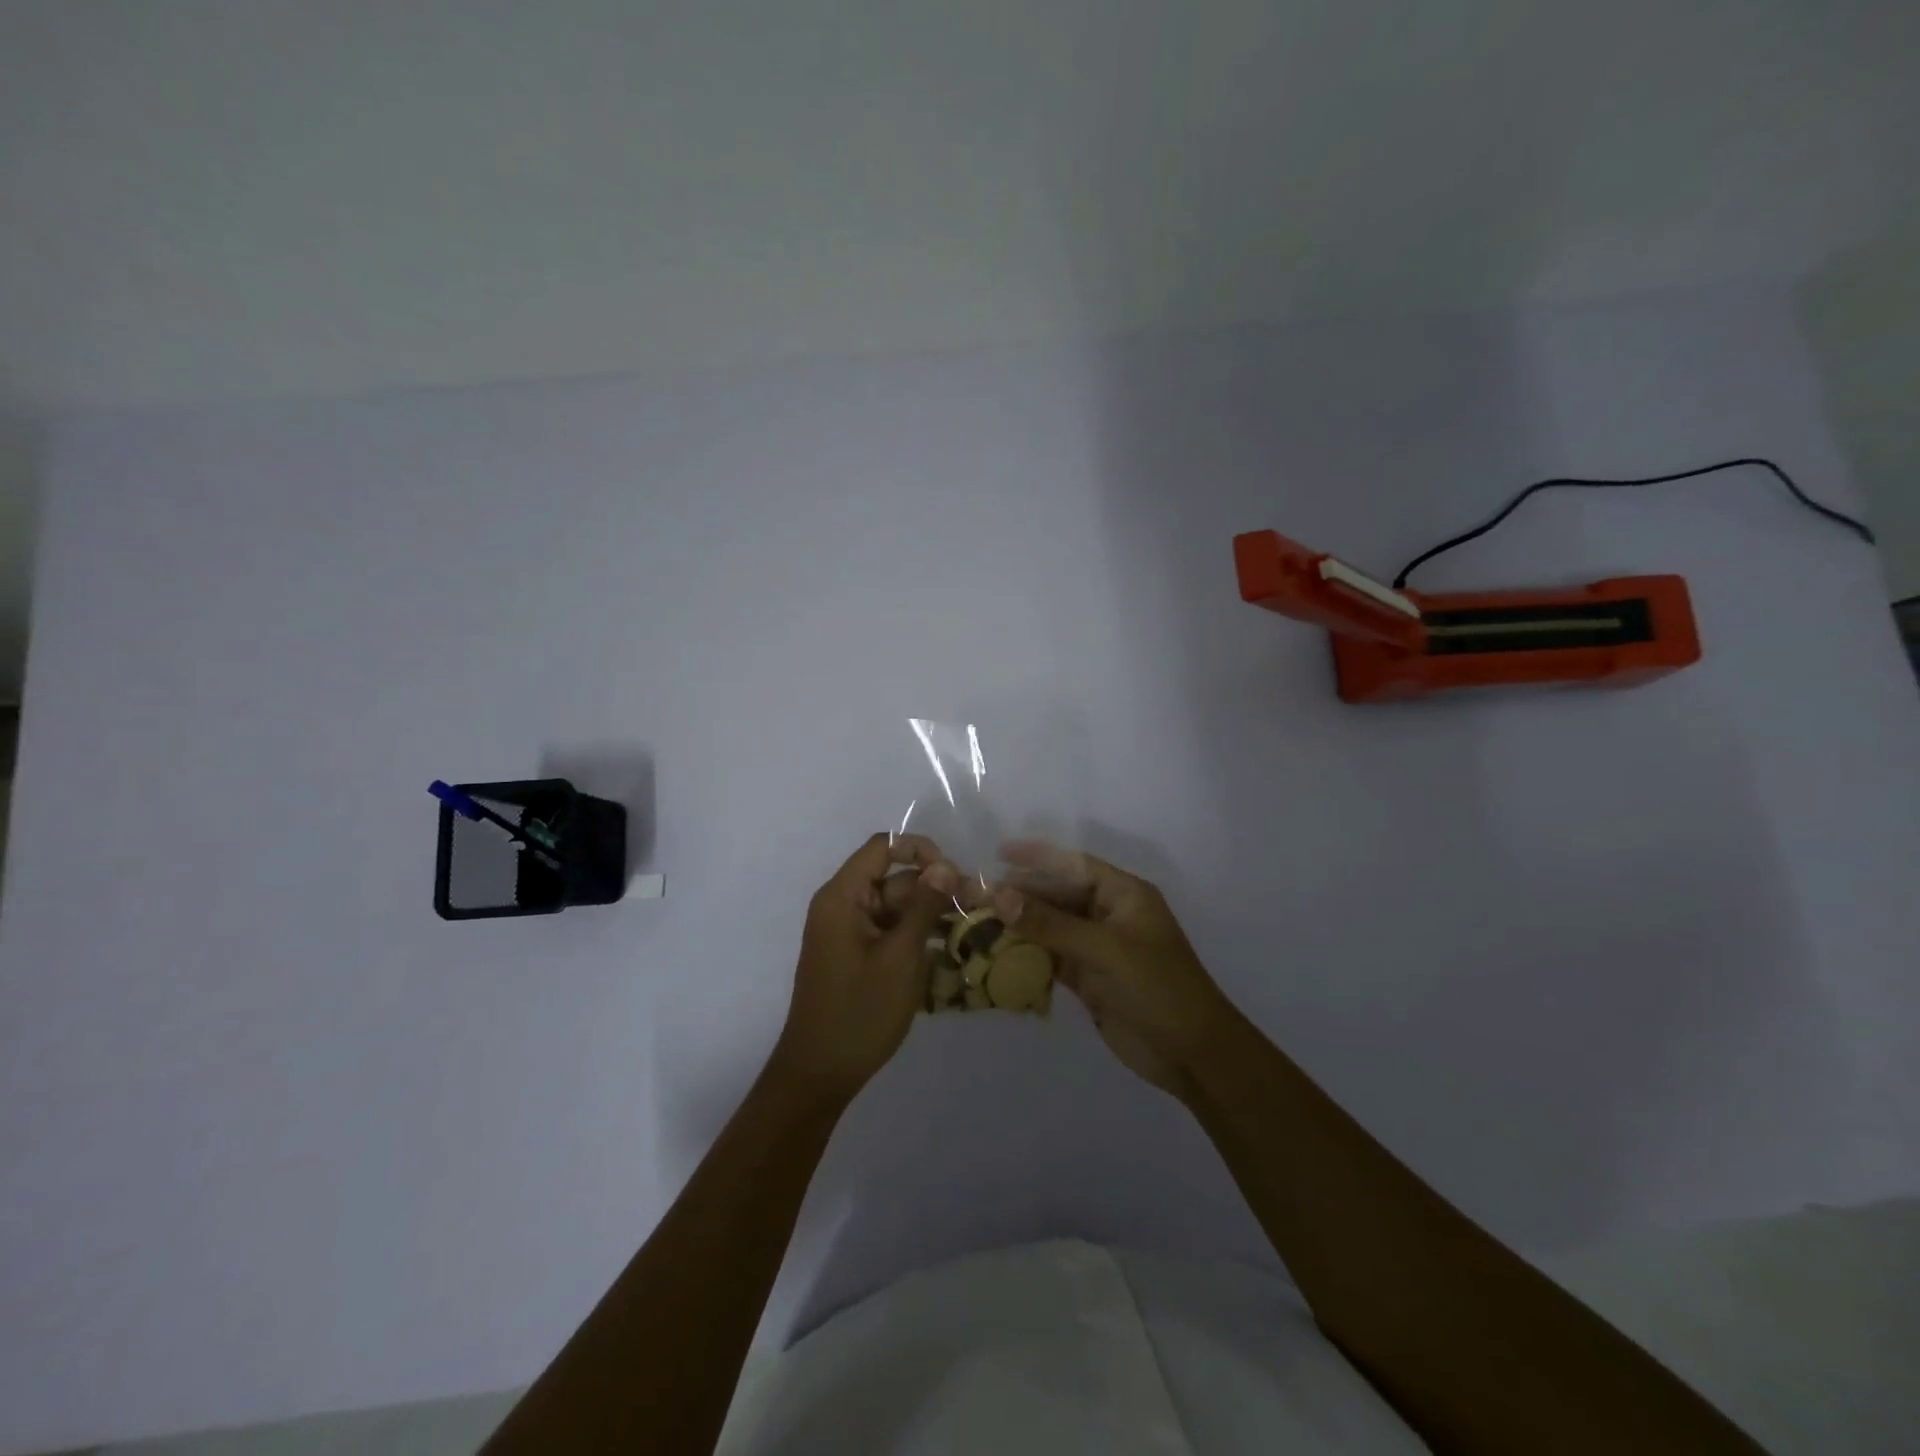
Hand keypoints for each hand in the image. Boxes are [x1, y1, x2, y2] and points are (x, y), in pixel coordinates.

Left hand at [772, 833, 955, 1106]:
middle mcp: (842, 905)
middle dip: (934, 888)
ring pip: (897, 906)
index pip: (883, 847)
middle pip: (894, 878)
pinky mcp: (857, 954)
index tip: (953, 874)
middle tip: (978, 905)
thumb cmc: (859, 1012)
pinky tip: (950, 948)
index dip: (920, 850)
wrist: (819, 1074)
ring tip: (972, 927)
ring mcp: (849, 931)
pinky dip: (917, 934)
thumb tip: (945, 866)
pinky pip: (890, 930)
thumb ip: (923, 907)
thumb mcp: (900, 957)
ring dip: (931, 913)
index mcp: (842, 897)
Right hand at [989, 841, 1235, 1098]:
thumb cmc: (1157, 987)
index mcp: (1124, 895)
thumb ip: (1051, 924)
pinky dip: (1027, 956)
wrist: (1191, 1054)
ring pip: (1051, 928)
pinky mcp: (1090, 979)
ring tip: (977, 923)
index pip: (1074, 865)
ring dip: (1020, 926)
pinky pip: (1052, 958)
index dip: (1037, 857)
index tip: (998, 854)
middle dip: (1020, 895)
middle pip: (1057, 896)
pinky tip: (997, 954)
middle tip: (976, 896)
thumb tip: (1000, 897)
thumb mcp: (1105, 950)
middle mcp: (1109, 915)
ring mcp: (1098, 948)